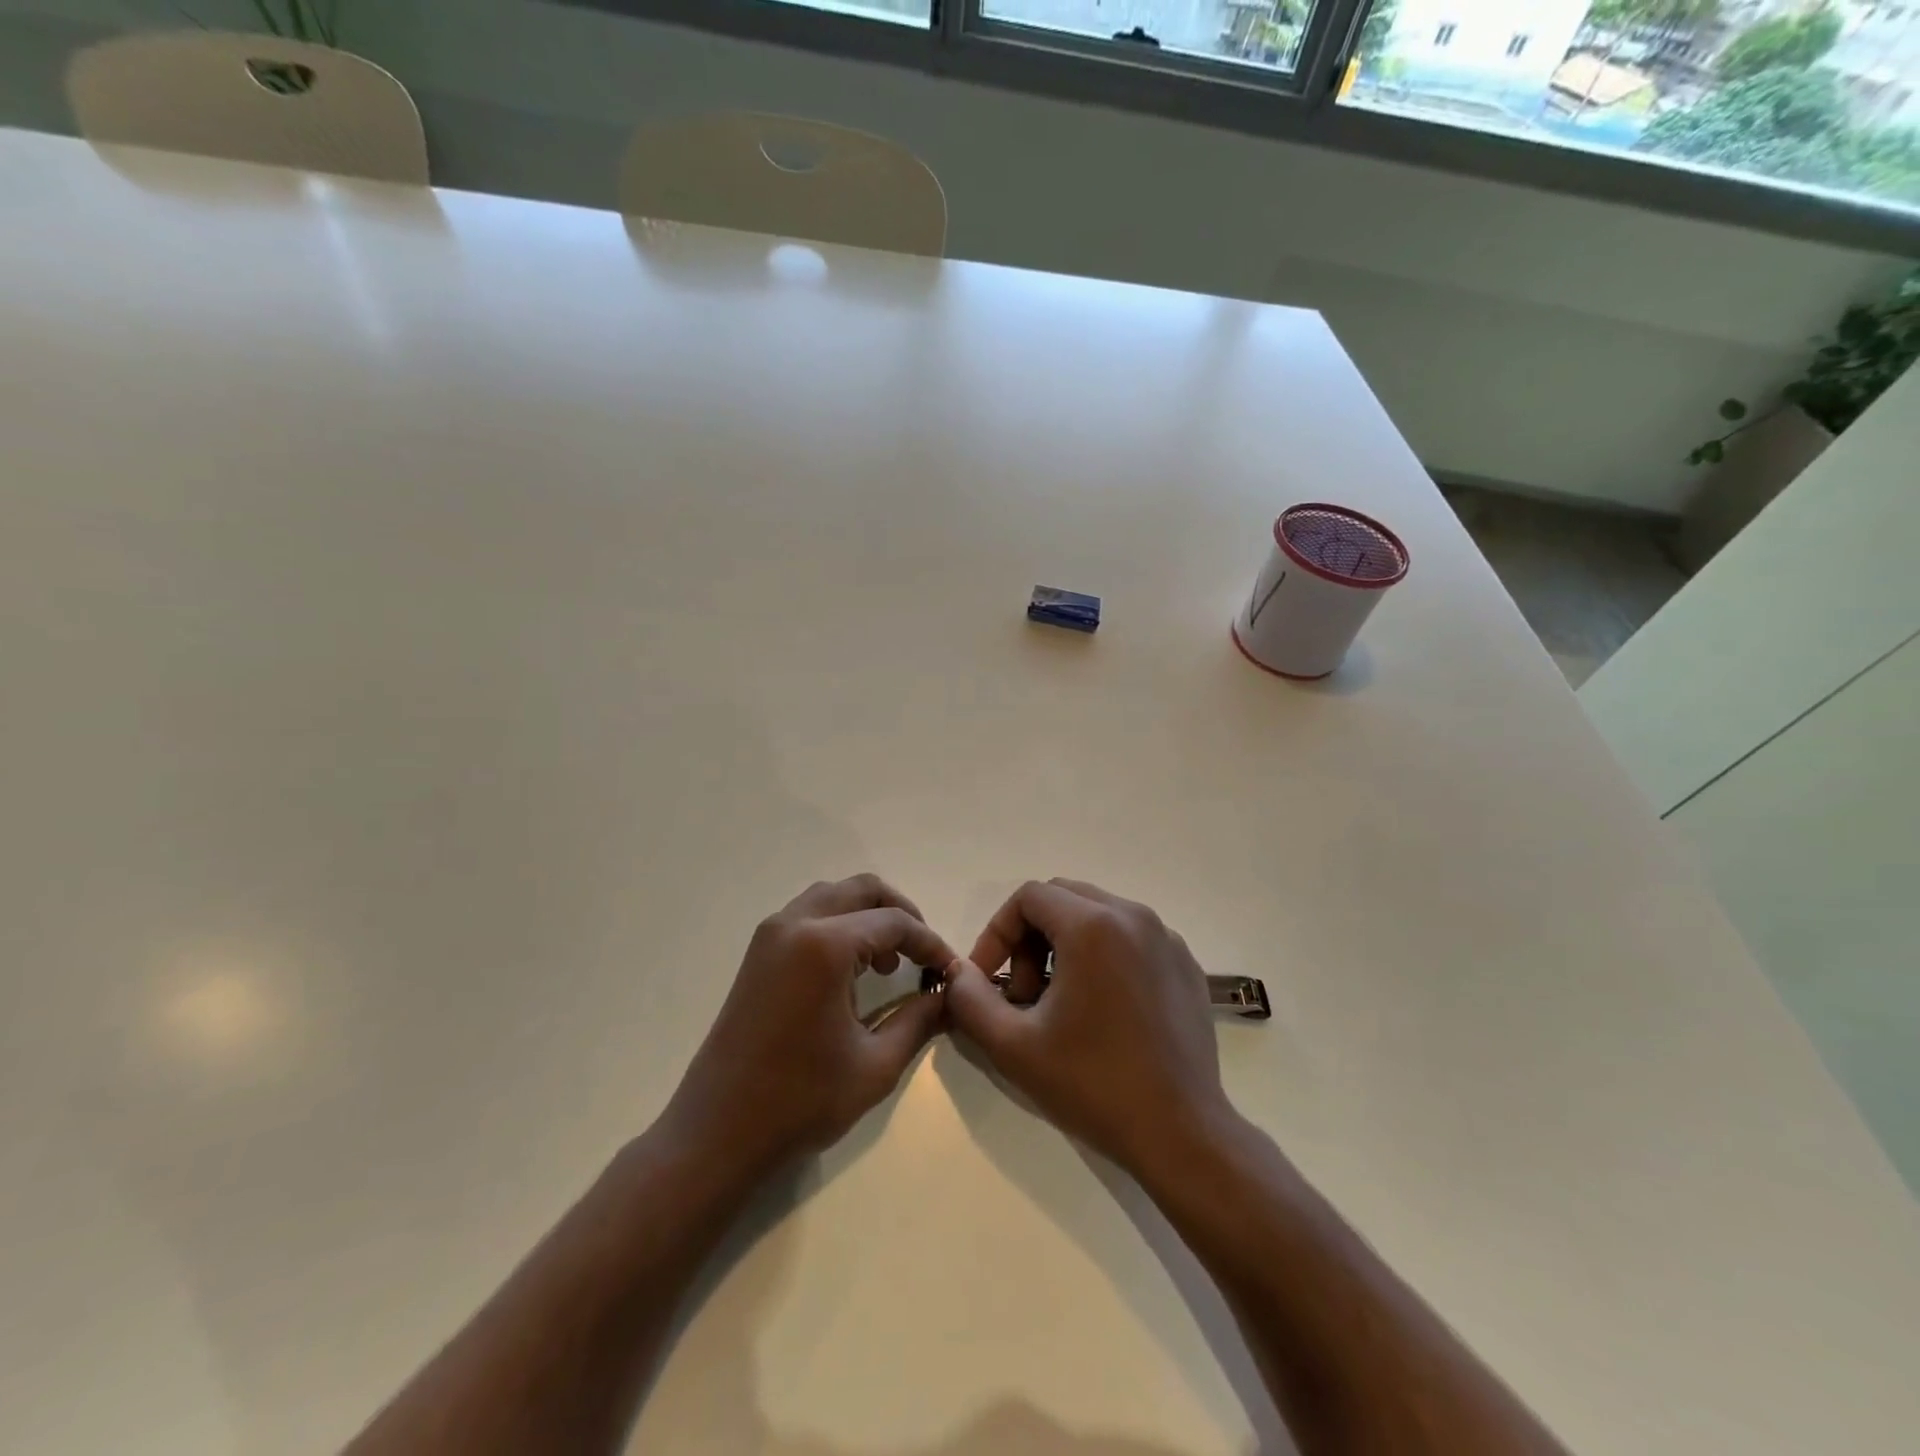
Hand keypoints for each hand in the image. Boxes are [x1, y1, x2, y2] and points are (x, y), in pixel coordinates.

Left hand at [660, 875, 954, 1179]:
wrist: (717, 1133)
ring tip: (889, 962)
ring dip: (868, 915)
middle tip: (922, 954)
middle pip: (862, 890)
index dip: (930, 943)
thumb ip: (919, 1020)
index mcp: (824, 945)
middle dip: (901, 914)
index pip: (894, 922)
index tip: (950, 970)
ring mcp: (770, 935)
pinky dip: (840, 925)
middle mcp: (795, 924)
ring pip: (833, 896)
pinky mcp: (758, 953)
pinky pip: (809, 915)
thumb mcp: (875, 1065)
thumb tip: (948, 996)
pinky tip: (852, 971)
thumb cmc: (800, 1101)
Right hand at [944, 879, 1232, 1176]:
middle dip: (1030, 938)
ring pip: (1097, 915)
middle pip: (1062, 899)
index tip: (989, 980)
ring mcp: (1166, 938)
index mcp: (1093, 925)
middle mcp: (1133, 916)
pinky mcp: (1185, 964)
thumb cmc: (1093, 1085)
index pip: (1028, 897)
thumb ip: (970, 999)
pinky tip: (1102, 1010)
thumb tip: (958, 974)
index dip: (997, 933)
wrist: (1182, 1134)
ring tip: (1059, 1004)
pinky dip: (1103, 956)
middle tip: (1024, 993)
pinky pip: (1130, 938)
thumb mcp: (1013, 1046)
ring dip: (1065, 946)